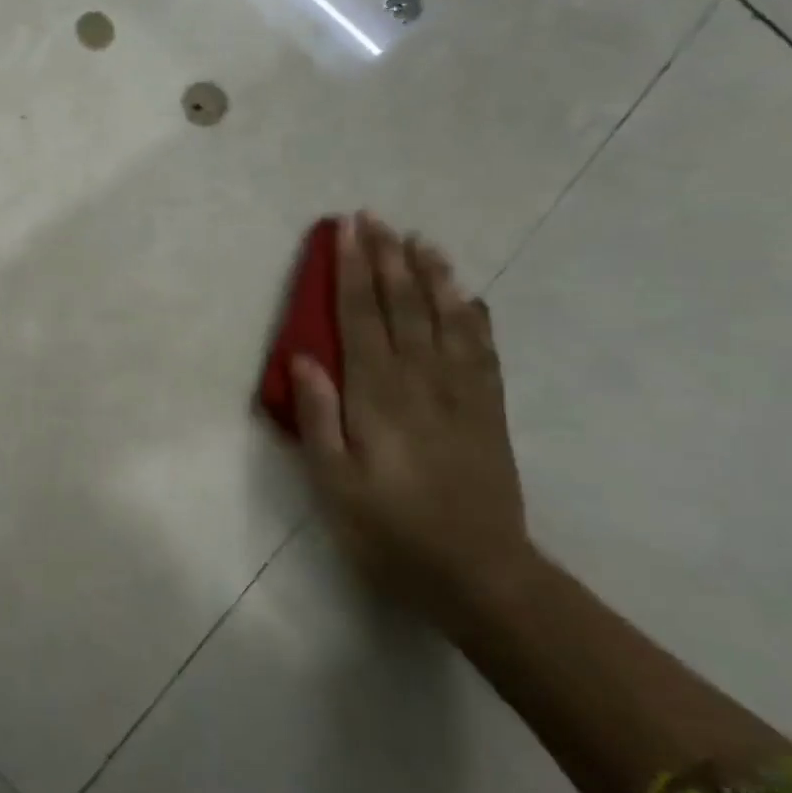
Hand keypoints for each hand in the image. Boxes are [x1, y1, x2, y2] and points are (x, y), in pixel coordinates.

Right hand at [291, 213, 534, 620]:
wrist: (480, 575)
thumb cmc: (390, 531)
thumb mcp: (334, 483)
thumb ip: (317, 416)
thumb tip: (302, 356)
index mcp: (378, 396)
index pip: (361, 318)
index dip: (351, 270)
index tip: (346, 230)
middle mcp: (422, 382)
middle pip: (403, 306)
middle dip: (387, 258)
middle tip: (376, 218)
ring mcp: (462, 394)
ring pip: (446, 319)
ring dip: (432, 276)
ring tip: (421, 241)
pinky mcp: (489, 412)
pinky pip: (483, 352)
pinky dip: (474, 318)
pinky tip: (469, 298)